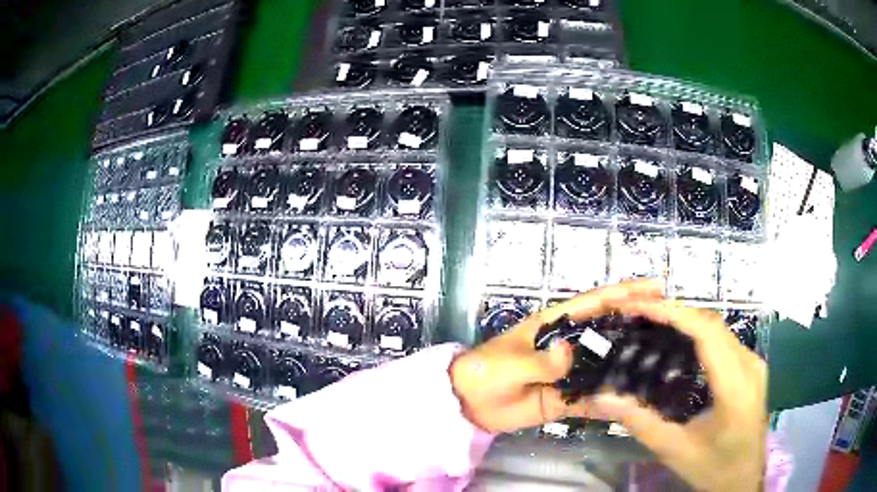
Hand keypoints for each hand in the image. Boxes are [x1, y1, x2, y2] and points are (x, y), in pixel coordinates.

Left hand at [448, 279, 661, 433]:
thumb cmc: (485, 371)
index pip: (595, 303)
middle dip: (638, 321)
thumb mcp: (509, 363)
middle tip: (671, 321)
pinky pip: (593, 394)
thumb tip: (570, 353)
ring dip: (631, 358)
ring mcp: (570, 371)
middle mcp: (569, 344)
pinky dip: (612, 394)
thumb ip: (540, 361)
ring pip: (607, 361)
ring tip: (664, 357)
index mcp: (555, 324)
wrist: (469, 403)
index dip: (625, 292)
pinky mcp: (566, 396)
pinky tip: (635, 396)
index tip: (655, 286)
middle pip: (609, 329)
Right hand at [589, 300, 766, 491]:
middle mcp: (750, 365)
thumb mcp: (674, 450)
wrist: (744, 478)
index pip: (707, 333)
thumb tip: (601, 399)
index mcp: (735, 387)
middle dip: (675, 311)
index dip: (674, 313)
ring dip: (687, 319)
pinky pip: (725, 339)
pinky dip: (699, 332)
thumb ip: (640, 422)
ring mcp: (754, 363)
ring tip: (653, 321)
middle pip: (712, 324)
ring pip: (719, 328)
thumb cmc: (713, 468)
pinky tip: (680, 341)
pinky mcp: (752, 367)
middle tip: (639, 312)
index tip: (641, 306)